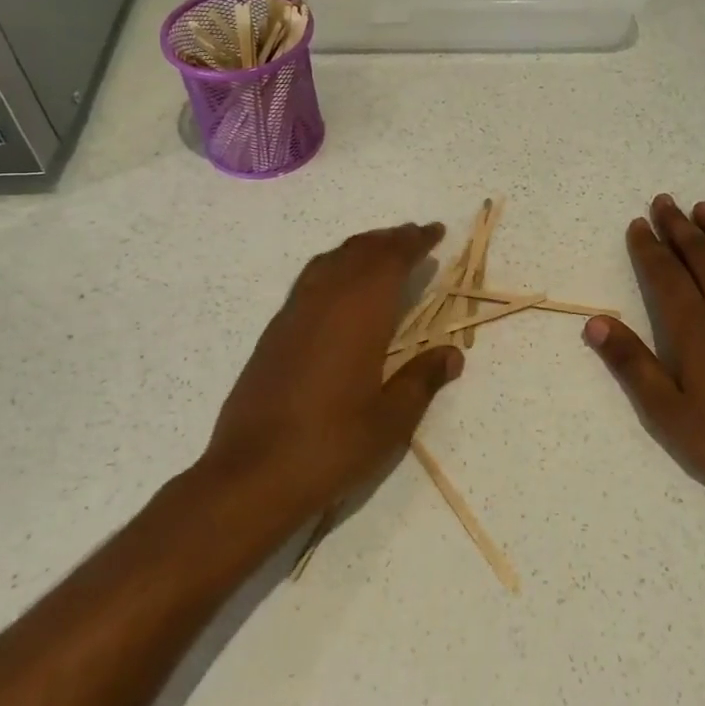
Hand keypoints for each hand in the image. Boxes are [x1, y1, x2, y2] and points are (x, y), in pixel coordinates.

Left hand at [204, 223, 462, 522]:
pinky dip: (333, 267)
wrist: (252, 474)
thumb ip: (422, 379)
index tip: (435, 231)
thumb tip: (452, 354)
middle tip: (414, 236)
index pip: (391, 260)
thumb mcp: (391, 420)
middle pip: (359, 252)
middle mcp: (325, 301)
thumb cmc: (332, 446)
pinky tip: (339, 288)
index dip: (415, 241)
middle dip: (389, 239)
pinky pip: (309, 280)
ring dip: (359, 249)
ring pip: (330, 261)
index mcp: (359, 314)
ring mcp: (294, 314)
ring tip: (380, 252)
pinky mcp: (273, 333)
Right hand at [584, 195, 704, 508]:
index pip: (664, 274)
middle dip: (678, 226)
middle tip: (664, 201)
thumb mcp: (668, 413)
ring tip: (704, 208)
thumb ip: (632, 364)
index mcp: (693, 327)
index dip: (648, 247)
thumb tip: (595, 321)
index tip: (637, 223)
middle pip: (699, 256)